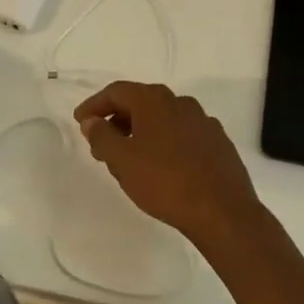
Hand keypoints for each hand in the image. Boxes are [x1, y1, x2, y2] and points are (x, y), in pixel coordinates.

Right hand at [73, 82, 261, 243]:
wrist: (223, 212)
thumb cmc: (165, 182)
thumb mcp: (122, 161)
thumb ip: (102, 136)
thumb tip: (92, 121)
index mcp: (154, 100)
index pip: (116, 91)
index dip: (94, 105)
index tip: (80, 121)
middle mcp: (180, 102)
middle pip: (140, 102)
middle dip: (116, 120)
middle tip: (100, 143)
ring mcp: (203, 121)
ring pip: (162, 118)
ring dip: (140, 131)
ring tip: (128, 158)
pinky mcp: (218, 142)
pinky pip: (182, 134)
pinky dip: (164, 142)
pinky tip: (160, 165)